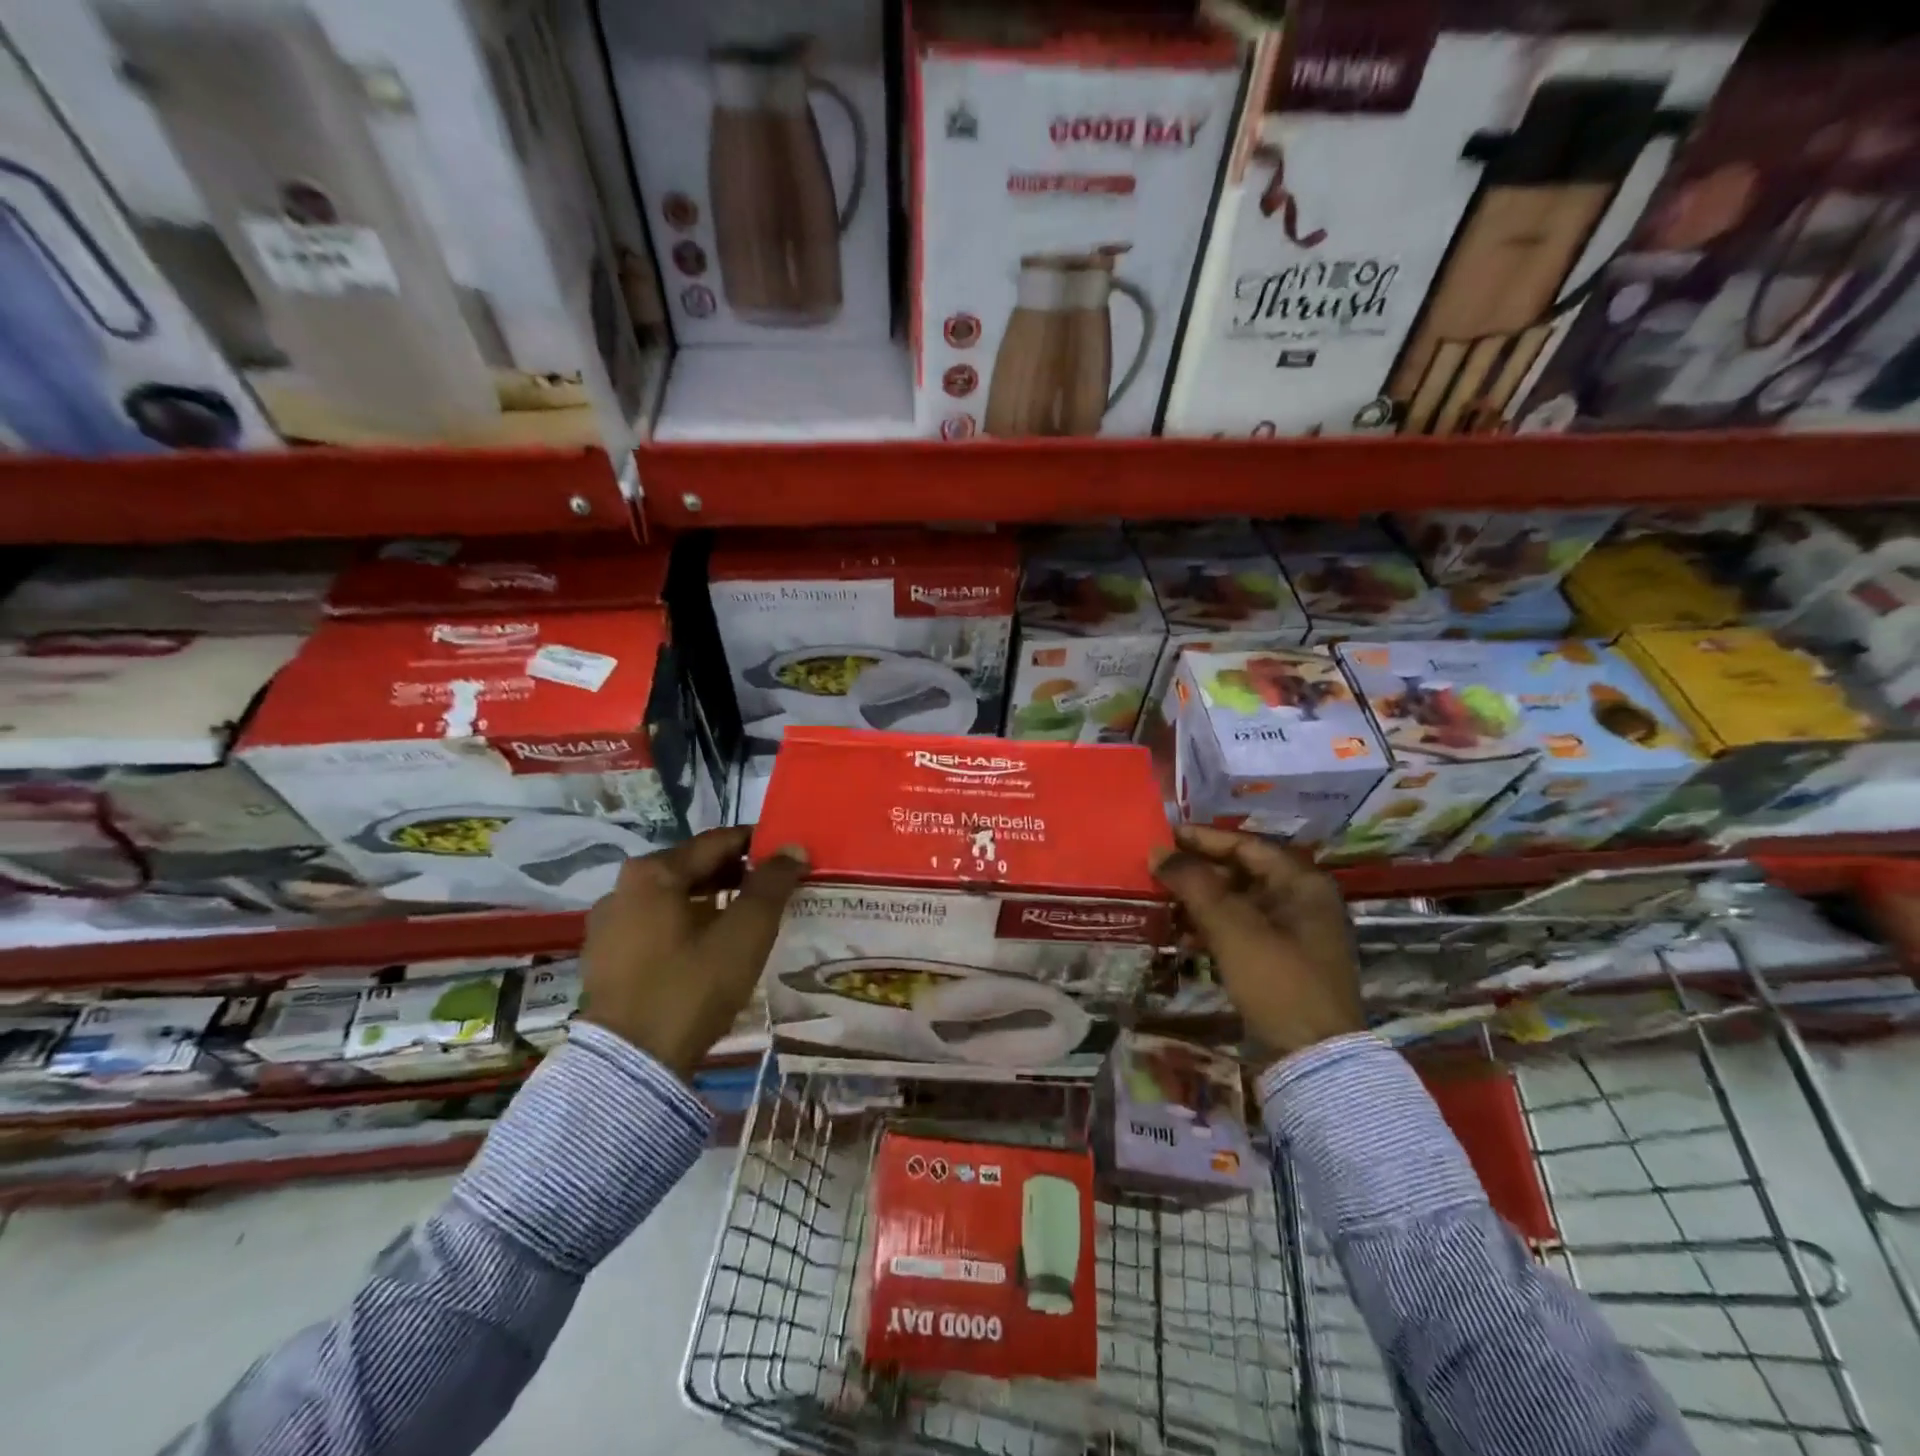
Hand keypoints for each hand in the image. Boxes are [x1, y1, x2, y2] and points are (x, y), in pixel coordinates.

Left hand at [579, 827, 807, 1079]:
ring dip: (713, 901)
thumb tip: (793, 848)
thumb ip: (772, 885)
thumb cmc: (691, 987)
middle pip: (694, 868)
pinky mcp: (606, 959)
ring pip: (675, 899)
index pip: (719, 841)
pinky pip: (657, 927)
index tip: (790, 856)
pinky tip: (711, 948)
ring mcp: (608, 925)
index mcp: (653, 872)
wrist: (631, 1066)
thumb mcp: (745, 933)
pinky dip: (688, 926)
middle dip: (738, 874)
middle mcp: (623, 888)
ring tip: (749, 919)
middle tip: (776, 889)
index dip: (759, 844)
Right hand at [1150, 825, 1363, 1059]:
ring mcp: (1292, 933)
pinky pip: (1240, 929)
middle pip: (1241, 872)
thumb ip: (1194, 884)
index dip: (1202, 839)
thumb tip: (1158, 851)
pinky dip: (1211, 926)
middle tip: (1156, 868)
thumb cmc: (1277, 980)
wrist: (1313, 1059)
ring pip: (1237, 902)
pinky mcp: (1279, 961)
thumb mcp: (1232, 927)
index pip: (1245, 845)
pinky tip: (1180, 933)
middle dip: (1197, 870)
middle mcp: (1301, 901)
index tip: (1163, 835)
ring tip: (1160, 898)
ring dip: (1200, 899)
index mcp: (1301, 883)